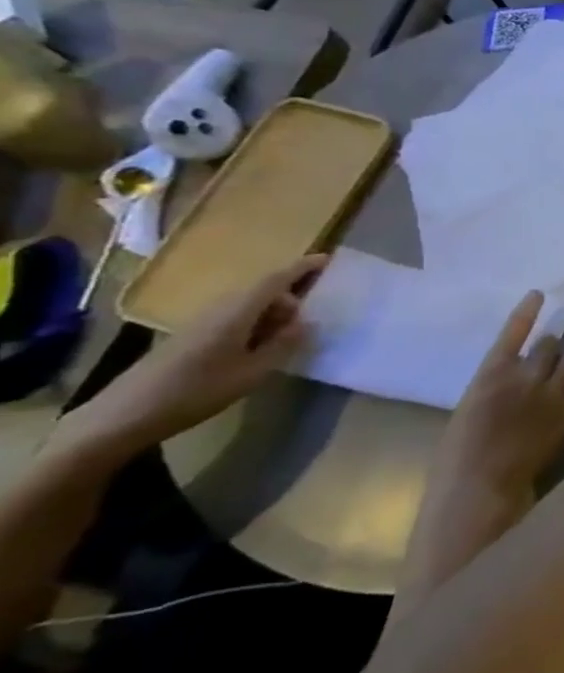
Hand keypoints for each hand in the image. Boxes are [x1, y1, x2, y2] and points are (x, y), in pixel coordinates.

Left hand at [62, 255, 325, 454]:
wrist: (127, 413)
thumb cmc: (197, 390)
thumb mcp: (253, 372)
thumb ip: (283, 345)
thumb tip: (308, 323)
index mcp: (236, 313)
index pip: (274, 280)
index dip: (301, 268)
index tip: (327, 259)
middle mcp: (219, 309)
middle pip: (261, 291)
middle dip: (290, 297)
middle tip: (311, 320)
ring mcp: (202, 322)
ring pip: (248, 305)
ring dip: (273, 313)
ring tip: (290, 337)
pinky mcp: (193, 336)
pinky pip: (234, 318)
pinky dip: (256, 323)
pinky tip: (262, 346)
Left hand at [394, 295, 563, 626]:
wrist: (479, 491)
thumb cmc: (508, 489)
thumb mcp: (546, 457)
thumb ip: (558, 428)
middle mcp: (553, 391)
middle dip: (563, 354)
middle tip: (562, 346)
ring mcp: (525, 379)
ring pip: (545, 350)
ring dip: (548, 340)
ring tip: (556, 321)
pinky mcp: (494, 374)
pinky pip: (512, 338)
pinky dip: (524, 316)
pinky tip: (536, 295)